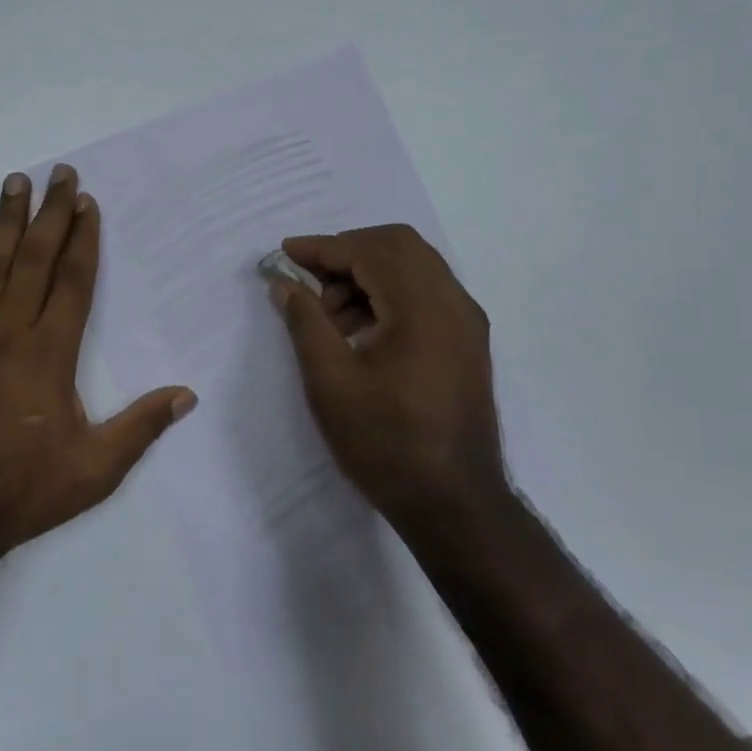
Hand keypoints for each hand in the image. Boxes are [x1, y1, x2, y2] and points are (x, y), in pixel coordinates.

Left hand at [0, 165, 197, 557]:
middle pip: (35, 260)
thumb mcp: (96, 469)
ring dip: (6, 222)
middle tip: (59, 172)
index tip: (87, 202)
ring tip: (15, 182)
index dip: (83, 239)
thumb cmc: (25, 490)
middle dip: (50, 214)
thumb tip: (187, 394)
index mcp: (51, 354)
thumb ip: (141, 427)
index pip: (73, 282)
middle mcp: (11, 333)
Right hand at [268, 224, 510, 533]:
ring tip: (329, 314)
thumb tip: (284, 282)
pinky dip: (389, 293)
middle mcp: (453, 302)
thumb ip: (305, 321)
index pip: (369, 251)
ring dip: (367, 273)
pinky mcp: (467, 342)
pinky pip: (426, 293)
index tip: (285, 254)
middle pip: (398, 245)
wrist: (455, 505)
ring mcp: (466, 322)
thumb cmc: (385, 443)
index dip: (322, 247)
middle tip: (309, 279)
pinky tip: (360, 329)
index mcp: (422, 307)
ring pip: (414, 267)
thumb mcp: (330, 381)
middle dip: (347, 252)